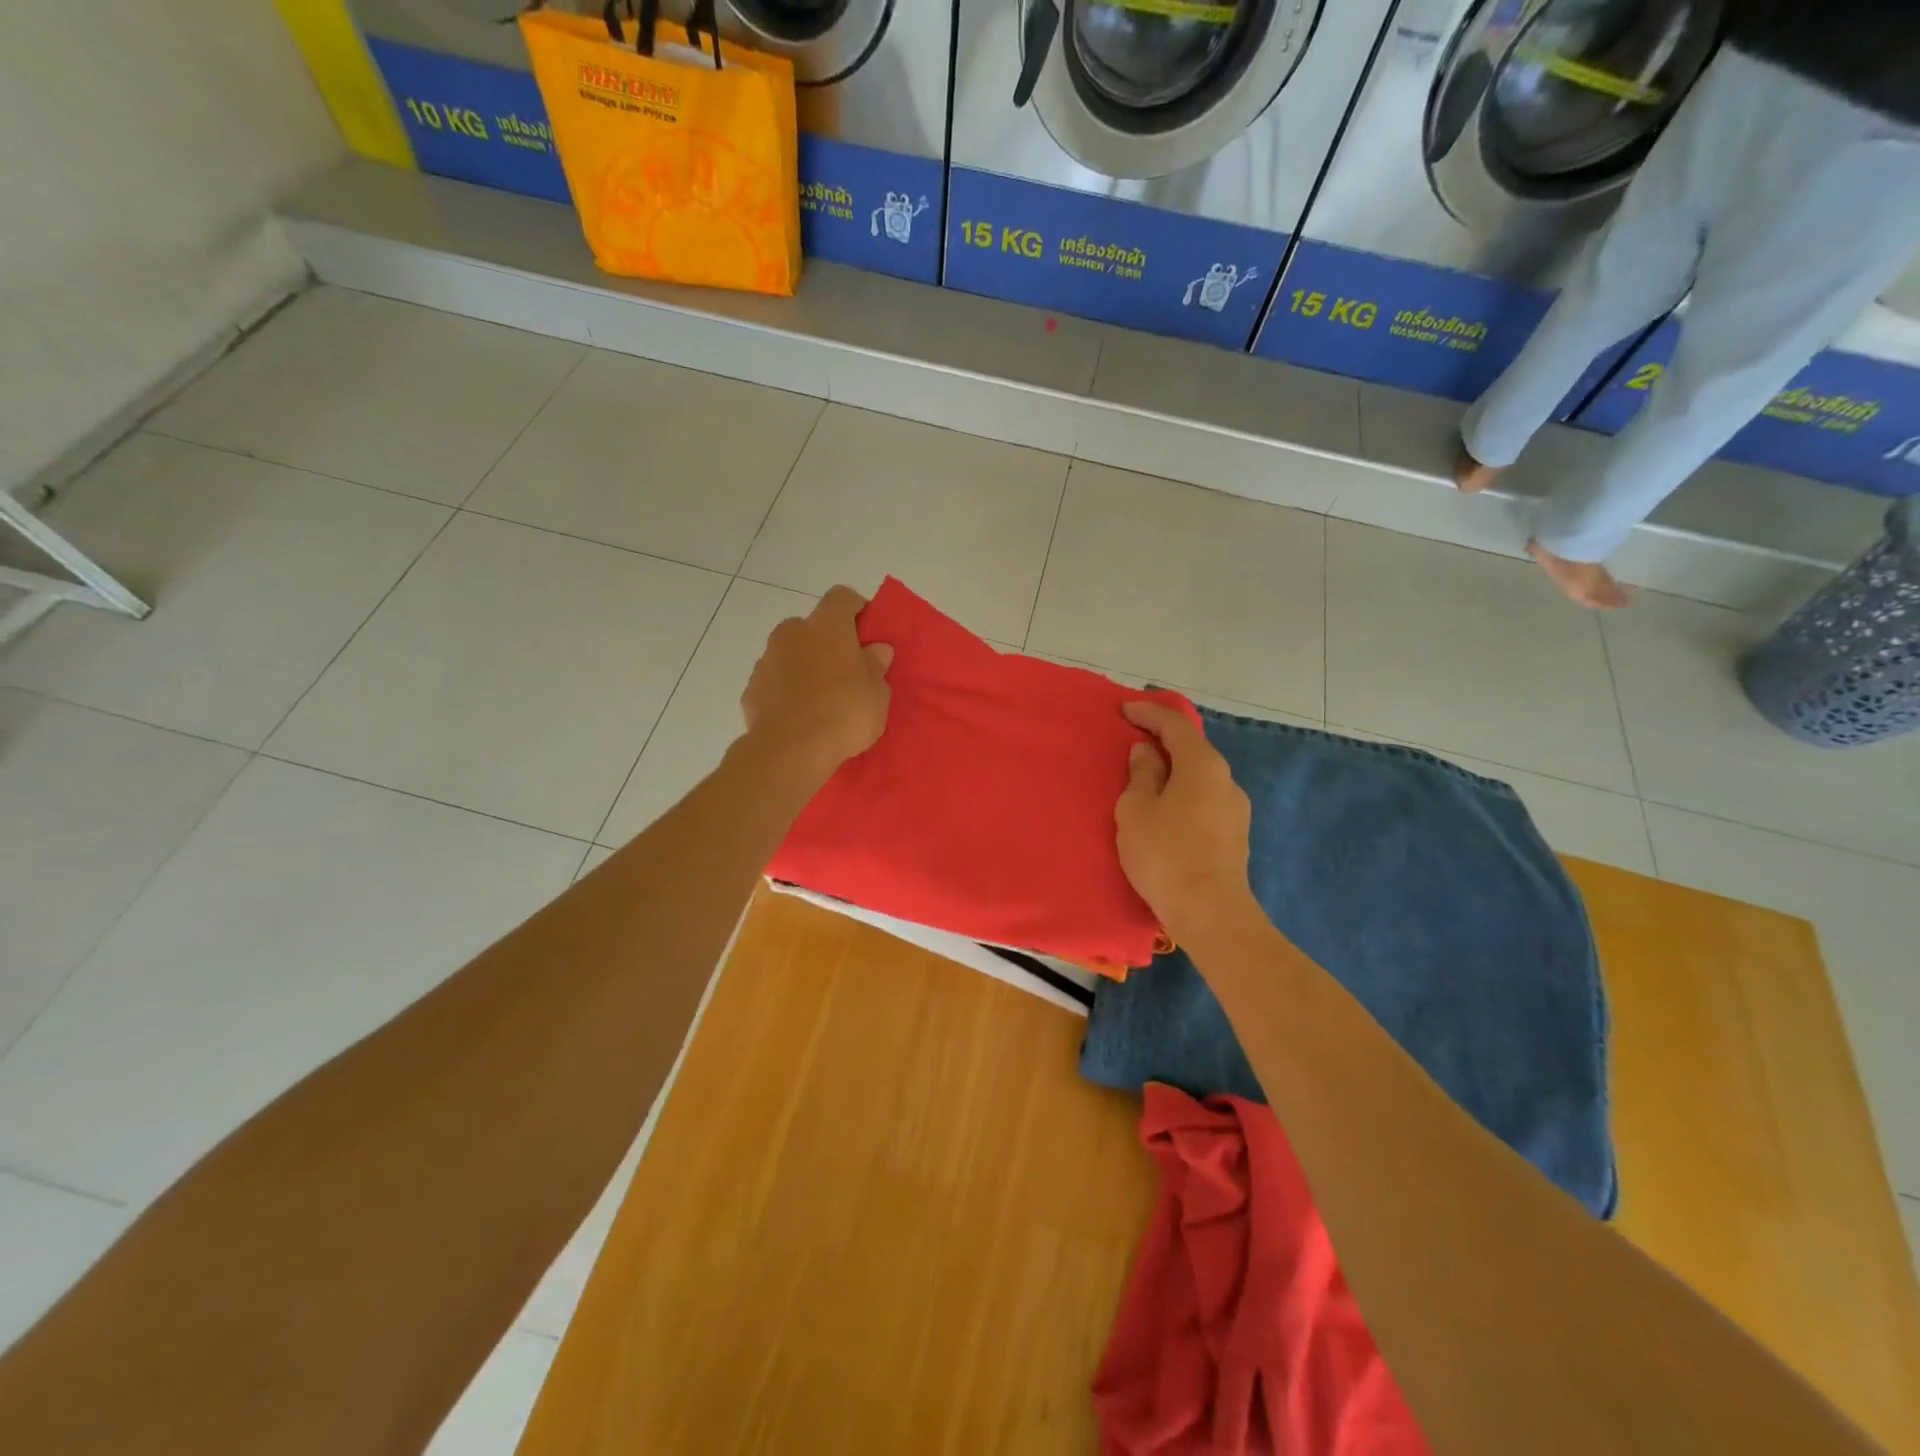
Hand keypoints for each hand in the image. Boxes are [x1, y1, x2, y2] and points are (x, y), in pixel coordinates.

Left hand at [741, 586, 893, 779]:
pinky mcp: (751, 689)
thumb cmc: (844, 713)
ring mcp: (766, 660)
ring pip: (790, 654)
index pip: (842, 597)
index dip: (857, 610)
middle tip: (847, 672)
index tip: (869, 633)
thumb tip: (876, 650)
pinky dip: (786, 692)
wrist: (790, 750)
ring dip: (805, 667)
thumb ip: (876, 666)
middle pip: (813, 626)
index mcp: (826, 625)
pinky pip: (774, 682)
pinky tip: (799, 717)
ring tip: (822, 700)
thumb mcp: (877, 693)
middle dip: (828, 643)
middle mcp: (792, 632)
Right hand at [1114, 700, 1257, 946]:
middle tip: (1132, 738)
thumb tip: (1146, 752)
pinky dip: (1182, 792)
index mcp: (1202, 765)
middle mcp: (1226, 779)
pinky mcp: (1234, 834)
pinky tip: (1165, 808)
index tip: (1123, 710)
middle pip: (1192, 748)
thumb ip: (1141, 774)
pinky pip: (1204, 799)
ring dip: (1173, 769)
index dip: (1148, 713)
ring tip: (1145, 777)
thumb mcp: (1137, 810)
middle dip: (1162, 740)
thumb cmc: (1165, 855)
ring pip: (1199, 776)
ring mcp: (1235, 808)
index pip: (1175, 725)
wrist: (1211, 913)